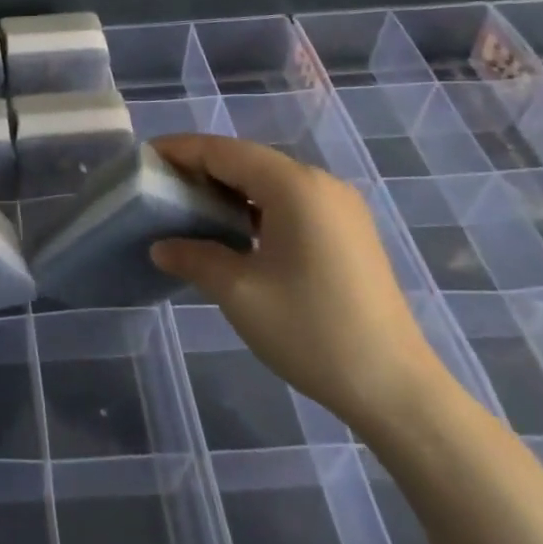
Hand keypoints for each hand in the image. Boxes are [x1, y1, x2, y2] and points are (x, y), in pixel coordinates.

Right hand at [148, 136, 450, 433]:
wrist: (398, 392)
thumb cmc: (312, 332)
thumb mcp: (239, 293)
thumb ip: (195, 257)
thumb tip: (160, 246)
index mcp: (294, 186)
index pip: (223, 151)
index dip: (180, 151)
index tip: (144, 158)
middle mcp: (319, 183)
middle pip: (247, 160)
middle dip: (201, 168)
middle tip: (161, 185)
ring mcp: (340, 207)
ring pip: (269, 180)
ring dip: (229, 188)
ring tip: (189, 206)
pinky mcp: (349, 232)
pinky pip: (290, 201)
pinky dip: (256, 206)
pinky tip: (234, 230)